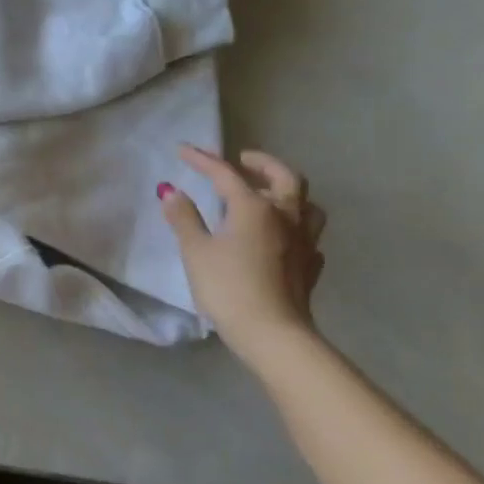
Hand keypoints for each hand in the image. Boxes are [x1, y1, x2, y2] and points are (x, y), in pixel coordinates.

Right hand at [159, 145, 325, 360]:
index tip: (183, 150)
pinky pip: (309, 236)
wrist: (273, 334)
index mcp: (254, 207)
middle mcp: (285, 216)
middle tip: (243, 159)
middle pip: (283, 177)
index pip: (226, 174)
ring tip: (269, 194)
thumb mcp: (196, 251)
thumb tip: (172, 191)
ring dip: (288, 192)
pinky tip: (282, 236)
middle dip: (262, 163)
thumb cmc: (228, 287)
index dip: (203, 160)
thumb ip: (184, 218)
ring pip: (306, 204)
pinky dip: (295, 227)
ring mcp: (304, 241)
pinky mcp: (311, 266)